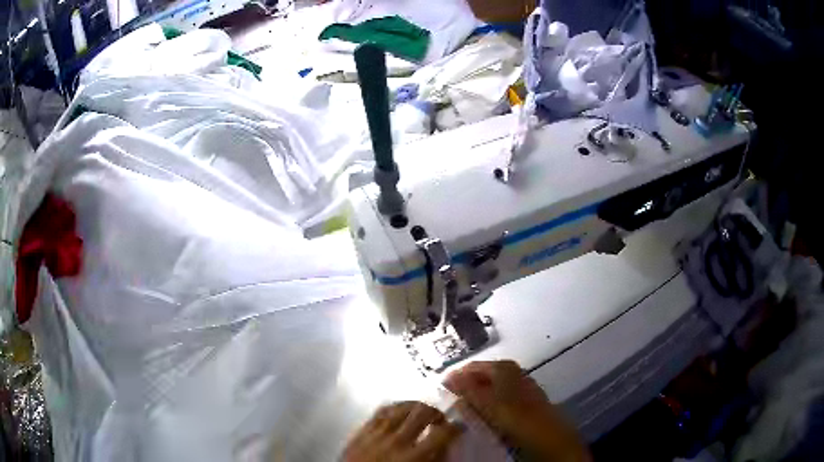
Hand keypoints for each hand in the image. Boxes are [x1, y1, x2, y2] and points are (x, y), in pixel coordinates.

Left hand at [342, 401, 462, 461]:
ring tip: (423, 410)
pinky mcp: (361, 431)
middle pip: (422, 412)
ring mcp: (376, 433)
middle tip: (441, 418)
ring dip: (416, 406)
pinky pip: (380, 411)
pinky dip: (394, 407)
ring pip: (401, 407)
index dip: (456, 427)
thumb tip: (445, 447)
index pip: (442, 434)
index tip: (460, 426)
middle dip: (436, 411)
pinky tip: (399, 409)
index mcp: (414, 457)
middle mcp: (396, 440)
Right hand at [444, 360, 588, 461]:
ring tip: (463, 409)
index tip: (441, 388)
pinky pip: (500, 399)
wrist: (548, 437)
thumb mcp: (488, 403)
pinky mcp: (525, 403)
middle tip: (450, 399)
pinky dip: (489, 405)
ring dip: (477, 396)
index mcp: (504, 368)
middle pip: (483, 376)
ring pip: (492, 388)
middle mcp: (514, 373)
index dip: (456, 376)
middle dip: (466, 386)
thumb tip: (450, 377)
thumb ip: (468, 389)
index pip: (473, 366)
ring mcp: (521, 387)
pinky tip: (483, 416)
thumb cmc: (516, 417)